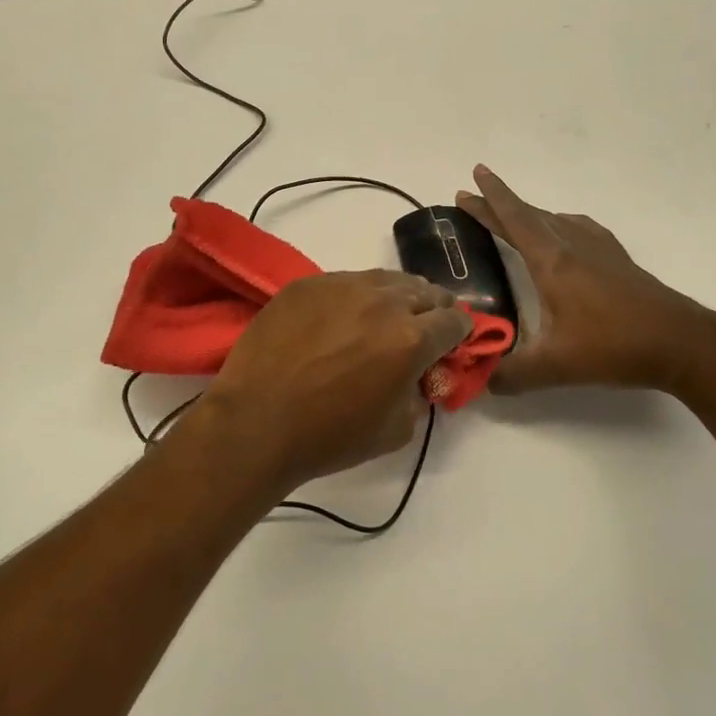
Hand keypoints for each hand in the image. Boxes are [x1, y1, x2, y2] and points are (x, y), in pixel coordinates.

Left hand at [196, 271, 472, 493]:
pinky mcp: (307, 284)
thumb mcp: (396, 430)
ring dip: (396, 296)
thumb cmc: (329, 436)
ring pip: (385, 279)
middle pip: (425, 291)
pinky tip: (342, 316)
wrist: (256, 422)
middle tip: (422, 328)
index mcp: (410, 339)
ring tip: (386, 316)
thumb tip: (420, 375)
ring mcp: (341, 286)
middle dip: (432, 310)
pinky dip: (356, 296)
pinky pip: (345, 281)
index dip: (460, 332)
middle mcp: (382, 302)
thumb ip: (419, 395)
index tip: (453, 341)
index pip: (454, 321)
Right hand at [456, 165, 715, 397]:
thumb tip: (482, 382)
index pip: (514, 220)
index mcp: (552, 262)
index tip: (475, 174)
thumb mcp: (556, 366)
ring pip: (555, 221)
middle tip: (473, 197)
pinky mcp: (618, 260)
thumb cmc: (614, 346)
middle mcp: (573, 246)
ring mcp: (599, 250)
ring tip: (512, 217)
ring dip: (529, 215)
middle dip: (499, 204)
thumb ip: (514, 374)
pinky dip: (560, 224)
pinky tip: (566, 235)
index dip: (491, 198)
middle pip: (530, 216)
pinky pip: (580, 229)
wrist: (681, 343)